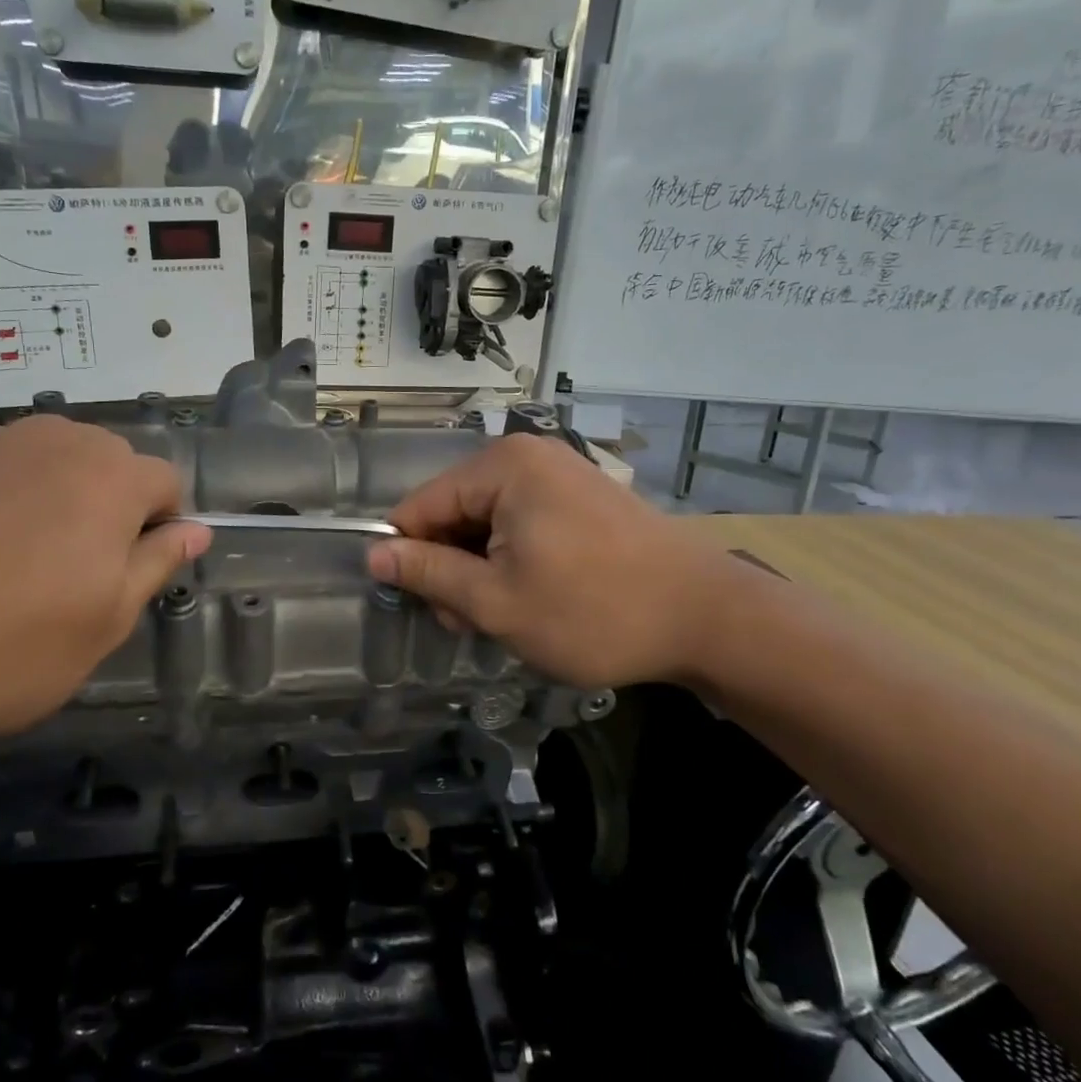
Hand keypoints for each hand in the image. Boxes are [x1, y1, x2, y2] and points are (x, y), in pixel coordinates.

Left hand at [0, 417, 208, 762]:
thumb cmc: (11, 649)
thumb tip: (196, 531)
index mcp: (110, 478)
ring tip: (17, 556)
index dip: (160, 524)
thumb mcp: (107, 621)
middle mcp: (53, 442)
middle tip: (75, 567)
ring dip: (53, 493)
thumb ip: (157, 563)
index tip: (133, 568)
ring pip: (46, 457)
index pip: (164, 481)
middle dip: (108, 502)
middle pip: (106, 459)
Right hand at [367, 435, 741, 687]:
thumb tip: (374, 554)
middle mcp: (528, 458)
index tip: (417, 606)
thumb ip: (429, 573)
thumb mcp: (496, 601)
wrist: (706, 618)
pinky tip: (531, 599)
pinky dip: (514, 562)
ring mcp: (560, 476)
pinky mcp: (582, 499)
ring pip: (488, 524)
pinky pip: (523, 525)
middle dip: (451, 569)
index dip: (407, 556)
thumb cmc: (592, 611)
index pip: (420, 505)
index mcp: (502, 468)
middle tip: (469, 623)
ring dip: (482, 572)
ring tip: (504, 618)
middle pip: (455, 512)